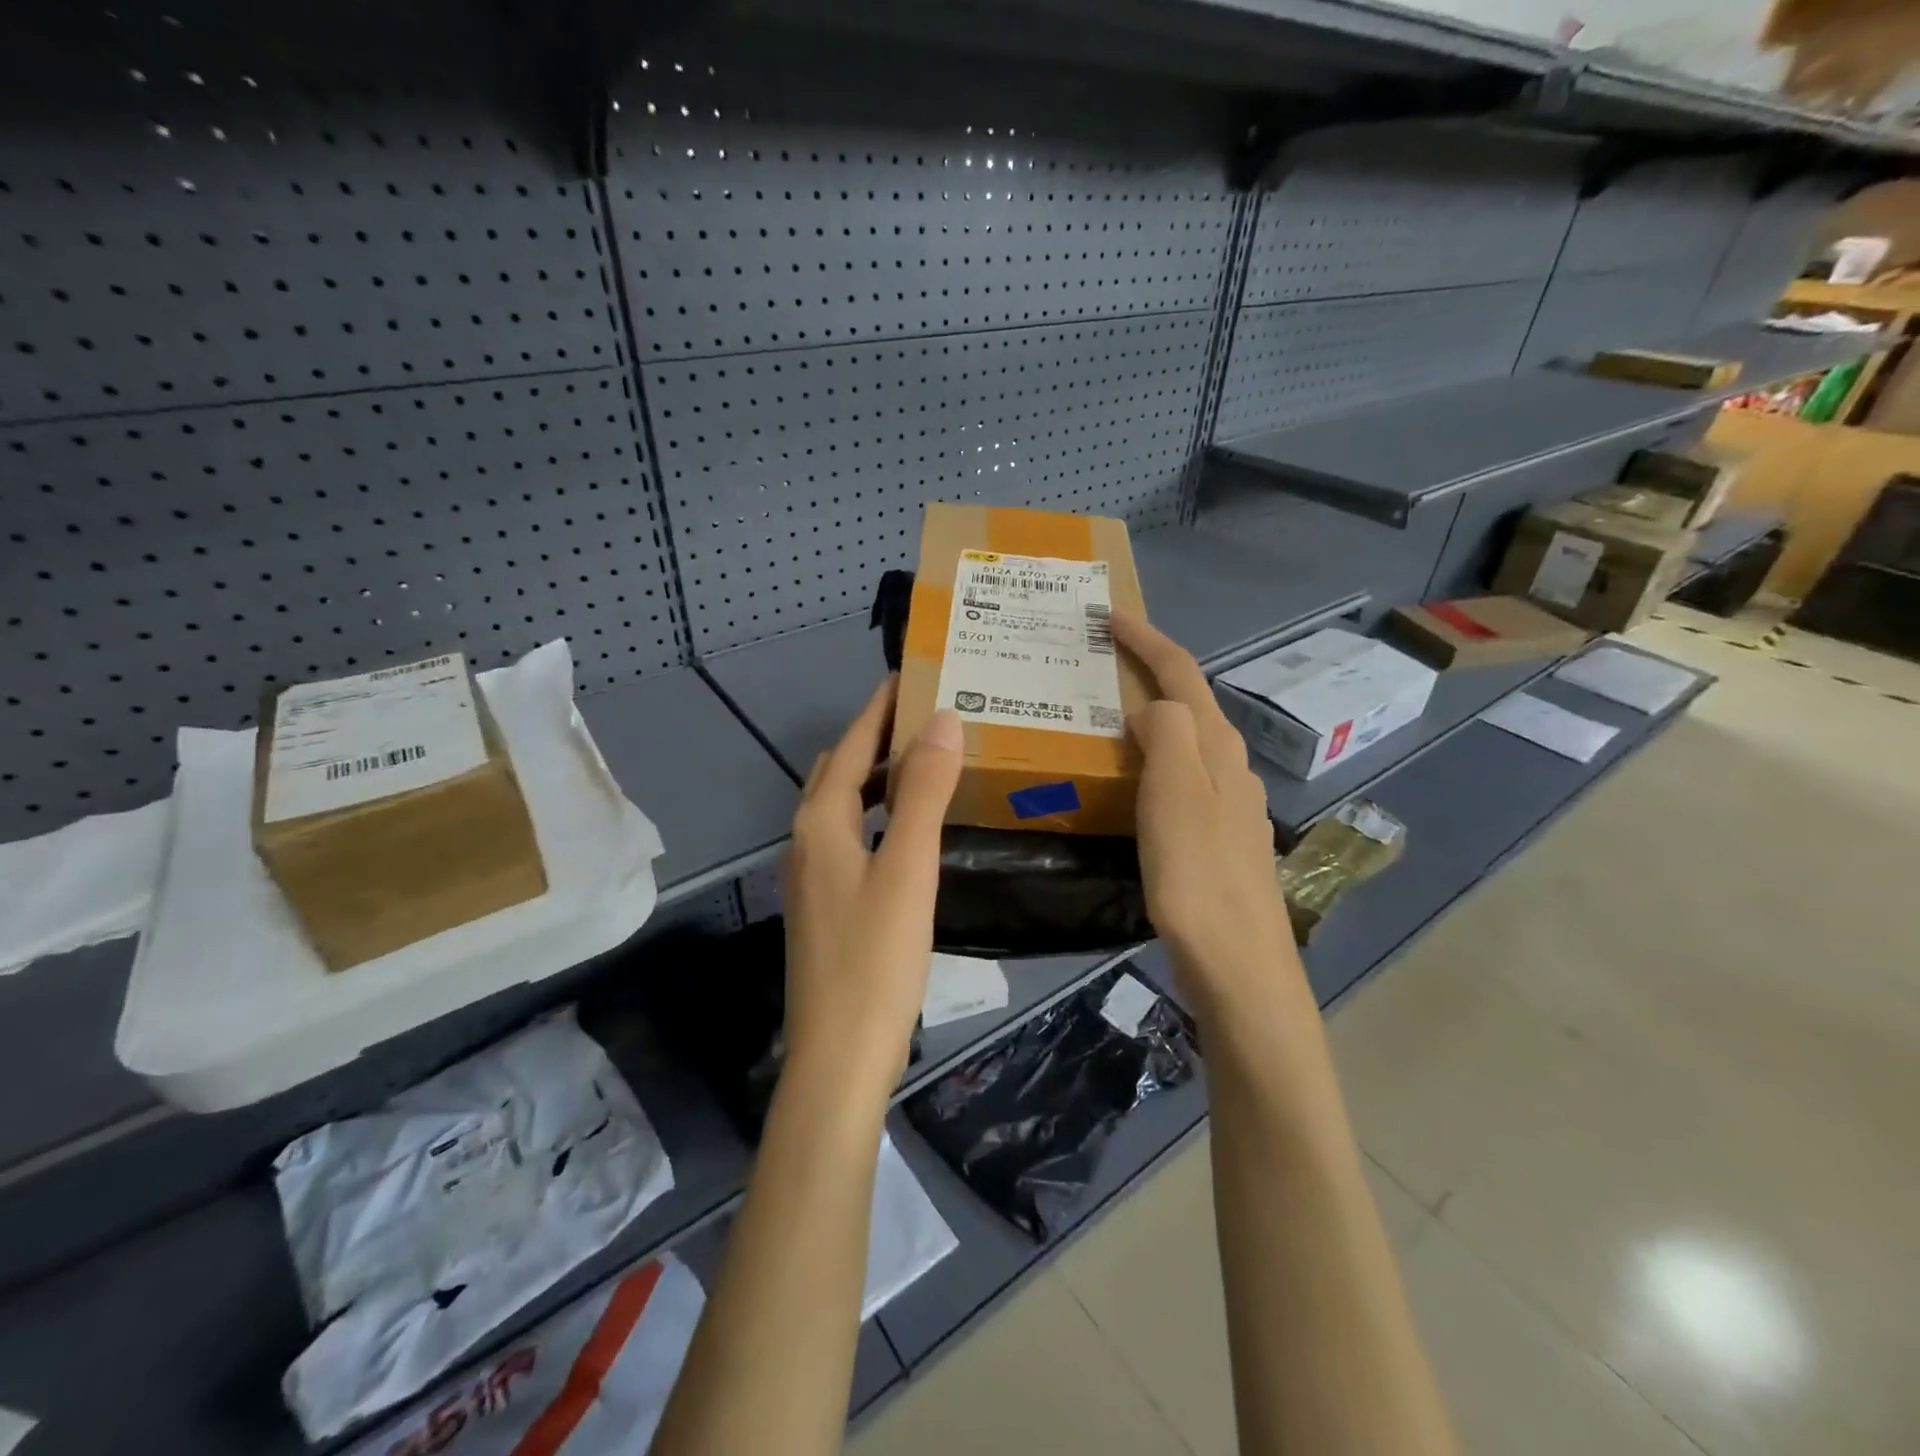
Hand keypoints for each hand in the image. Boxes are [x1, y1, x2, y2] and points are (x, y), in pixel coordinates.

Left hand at [782, 678, 963, 1097]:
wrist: (839, 1056)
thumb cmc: (876, 959)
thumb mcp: (908, 868)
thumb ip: (924, 792)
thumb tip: (942, 720)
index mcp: (821, 820)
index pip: (853, 742)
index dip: (882, 705)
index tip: (917, 672)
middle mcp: (808, 837)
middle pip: (842, 767)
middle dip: (880, 733)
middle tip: (933, 714)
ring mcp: (813, 872)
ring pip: (845, 802)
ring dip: (879, 773)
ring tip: (929, 759)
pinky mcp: (827, 900)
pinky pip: (852, 832)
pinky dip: (879, 810)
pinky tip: (910, 825)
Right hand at [1111, 612, 1300, 1012]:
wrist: (1238, 963)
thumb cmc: (1197, 875)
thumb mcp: (1175, 793)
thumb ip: (1167, 733)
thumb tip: (1153, 706)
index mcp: (1217, 747)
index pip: (1181, 673)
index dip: (1146, 640)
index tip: (1109, 615)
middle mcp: (1230, 766)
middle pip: (1189, 701)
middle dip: (1149, 670)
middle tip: (1100, 660)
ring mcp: (1230, 803)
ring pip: (1187, 740)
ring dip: (1151, 714)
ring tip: (1108, 713)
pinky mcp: (1219, 838)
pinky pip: (1183, 776)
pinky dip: (1155, 759)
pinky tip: (1134, 780)